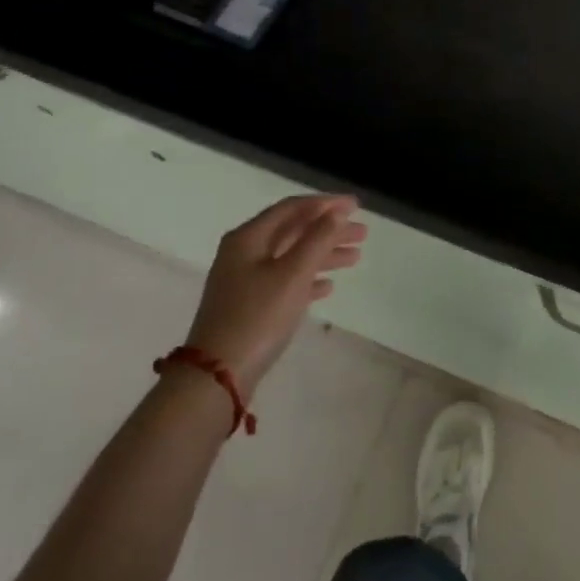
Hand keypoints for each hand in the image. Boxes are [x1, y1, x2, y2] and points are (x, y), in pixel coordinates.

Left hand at [185, 194, 366, 395]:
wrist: (216, 376)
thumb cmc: (258, 317)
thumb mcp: (293, 274)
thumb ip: (317, 239)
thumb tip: (336, 211)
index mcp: (249, 238)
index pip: (292, 208)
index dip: (325, 203)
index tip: (356, 206)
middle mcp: (244, 253)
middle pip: (293, 231)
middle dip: (329, 229)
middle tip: (363, 233)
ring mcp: (245, 281)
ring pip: (292, 257)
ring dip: (323, 254)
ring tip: (356, 257)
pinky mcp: (250, 307)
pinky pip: (285, 282)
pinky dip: (308, 279)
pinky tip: (329, 287)